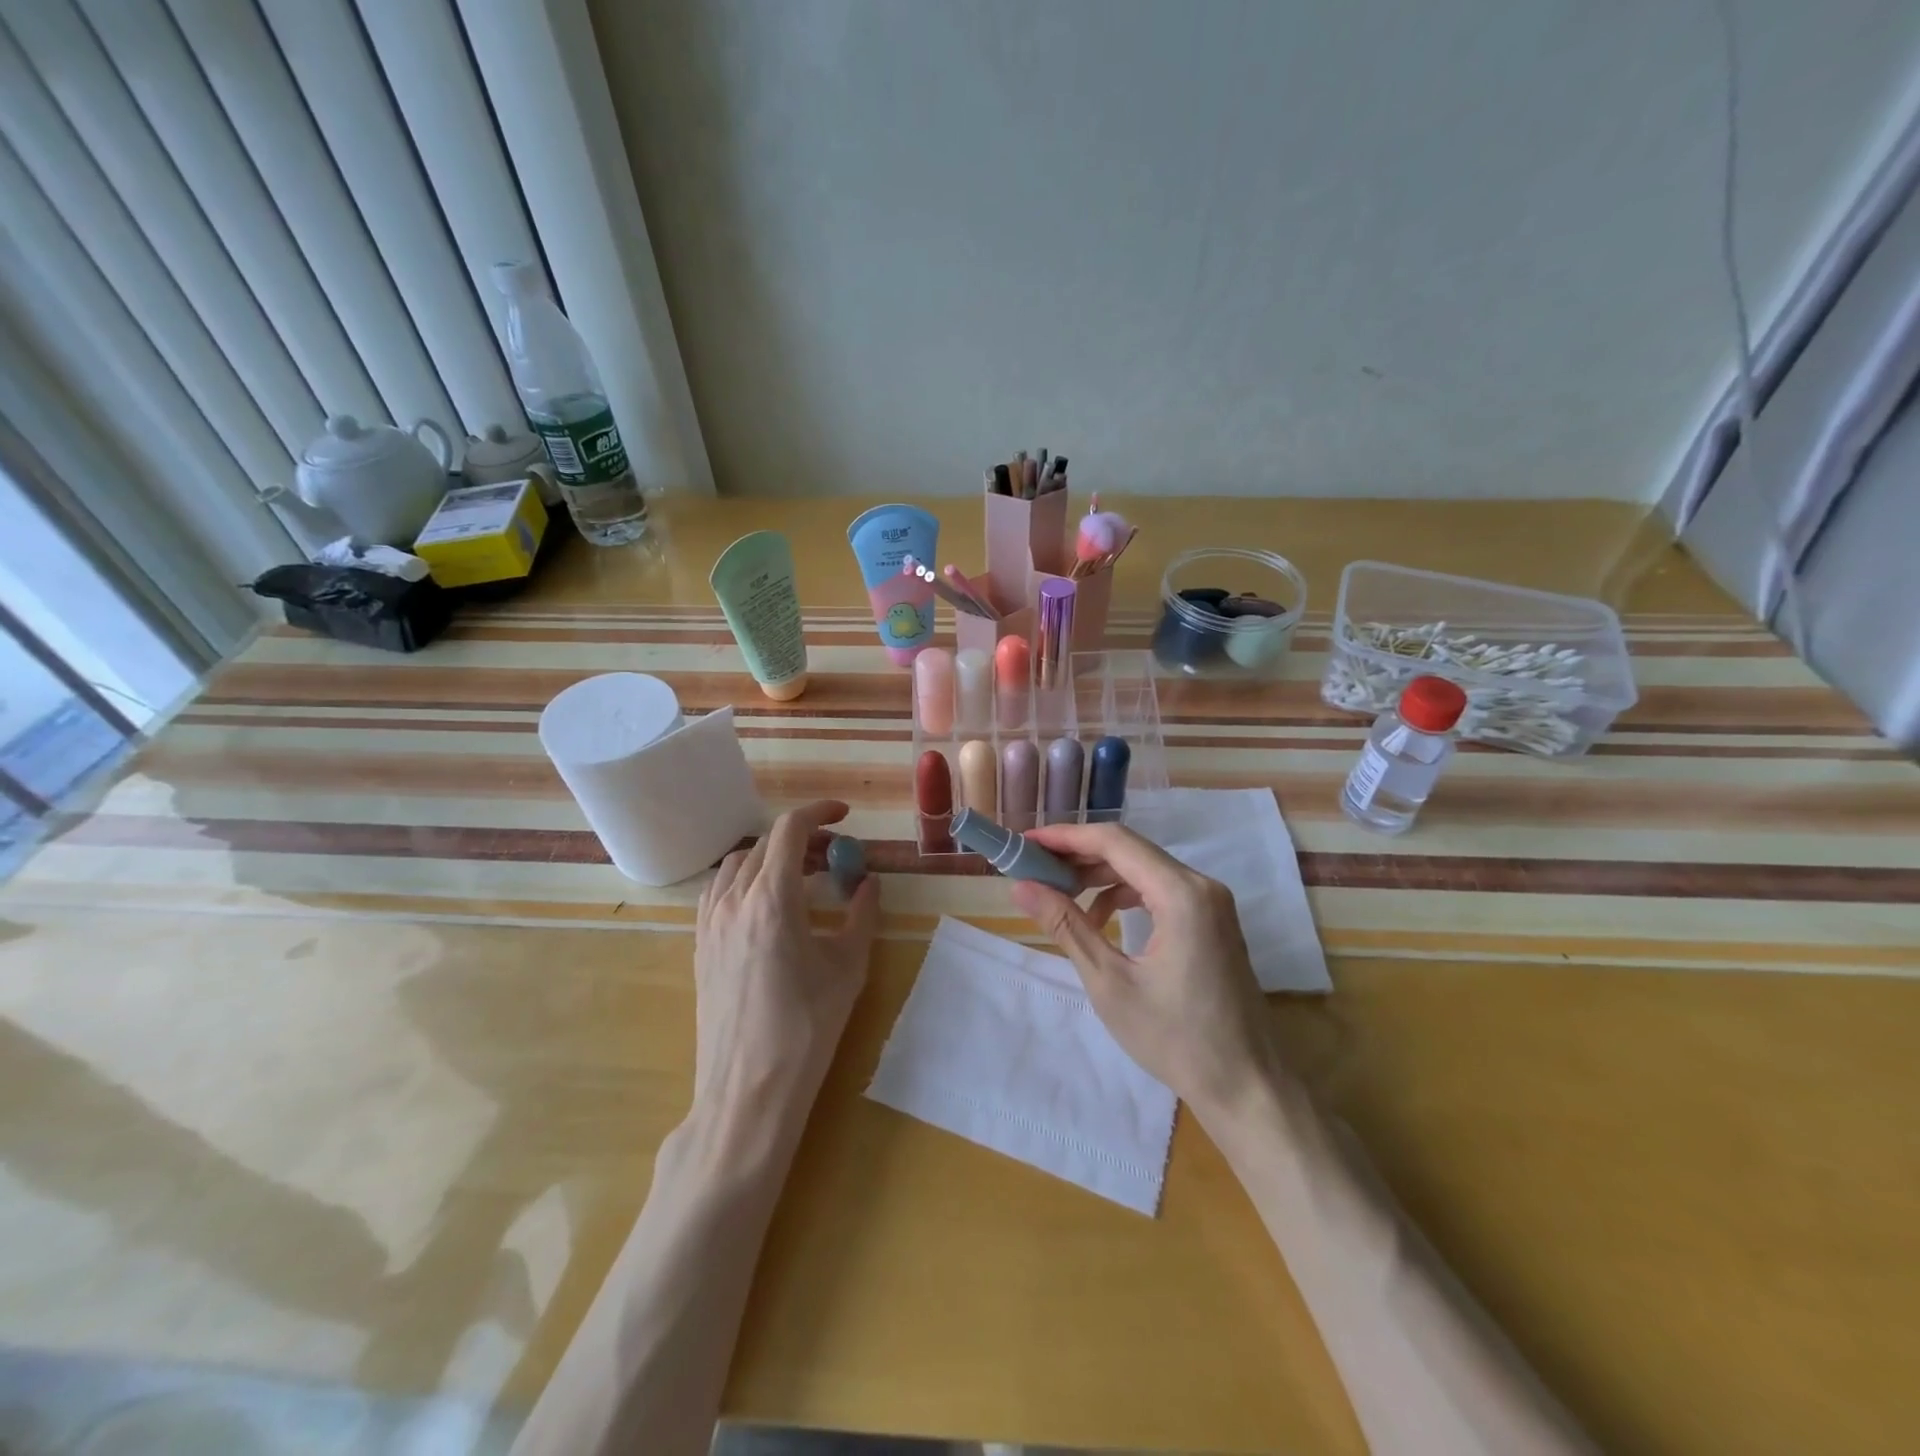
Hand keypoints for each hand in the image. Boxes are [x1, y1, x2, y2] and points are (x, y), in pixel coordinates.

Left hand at [693, 801, 879, 1118]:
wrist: (749, 1089)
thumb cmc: (807, 1028)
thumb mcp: (848, 967)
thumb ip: (861, 915)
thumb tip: (868, 883)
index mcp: (773, 899)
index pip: (790, 830)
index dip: (818, 812)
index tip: (844, 815)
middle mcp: (734, 901)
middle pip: (764, 844)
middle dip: (802, 839)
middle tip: (833, 855)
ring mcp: (710, 923)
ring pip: (737, 864)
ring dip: (769, 857)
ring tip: (800, 877)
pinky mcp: (700, 946)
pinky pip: (718, 891)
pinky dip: (744, 880)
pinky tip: (766, 906)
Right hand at [1009, 823, 1278, 1122]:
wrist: (1247, 1086)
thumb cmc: (1175, 1038)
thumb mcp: (1110, 982)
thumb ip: (1066, 926)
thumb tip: (1022, 887)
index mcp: (1181, 893)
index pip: (1114, 842)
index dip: (1066, 837)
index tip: (1026, 842)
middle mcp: (1201, 885)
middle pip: (1130, 850)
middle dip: (1079, 855)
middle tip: (1034, 868)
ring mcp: (1212, 902)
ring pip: (1145, 869)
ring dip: (1100, 876)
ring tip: (1059, 894)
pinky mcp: (1212, 920)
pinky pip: (1161, 890)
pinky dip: (1125, 896)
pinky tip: (1100, 922)